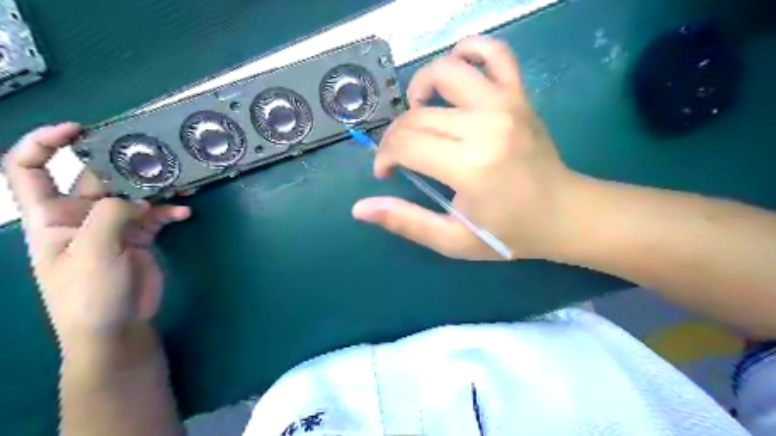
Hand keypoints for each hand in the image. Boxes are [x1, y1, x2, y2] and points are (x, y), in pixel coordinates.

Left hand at [1, 123, 190, 350]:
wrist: (116, 327)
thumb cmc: (89, 294)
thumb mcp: (93, 252)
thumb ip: (111, 216)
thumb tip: (139, 198)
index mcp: (50, 217)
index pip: (28, 170)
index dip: (44, 144)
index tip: (78, 130)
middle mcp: (80, 216)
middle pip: (97, 179)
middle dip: (123, 166)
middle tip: (155, 157)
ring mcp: (112, 227)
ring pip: (133, 195)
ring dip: (156, 188)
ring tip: (180, 182)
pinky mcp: (139, 238)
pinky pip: (155, 216)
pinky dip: (170, 212)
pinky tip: (185, 213)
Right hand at [352, 36, 581, 258]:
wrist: (565, 213)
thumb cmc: (509, 232)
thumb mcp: (453, 240)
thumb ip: (406, 222)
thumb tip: (360, 209)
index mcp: (470, 166)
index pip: (406, 145)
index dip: (385, 157)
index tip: (386, 172)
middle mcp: (486, 126)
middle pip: (418, 115)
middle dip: (396, 136)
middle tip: (400, 157)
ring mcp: (506, 104)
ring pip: (446, 72)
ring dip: (421, 88)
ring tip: (420, 112)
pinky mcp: (519, 95)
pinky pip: (495, 52)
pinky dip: (469, 50)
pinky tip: (456, 71)